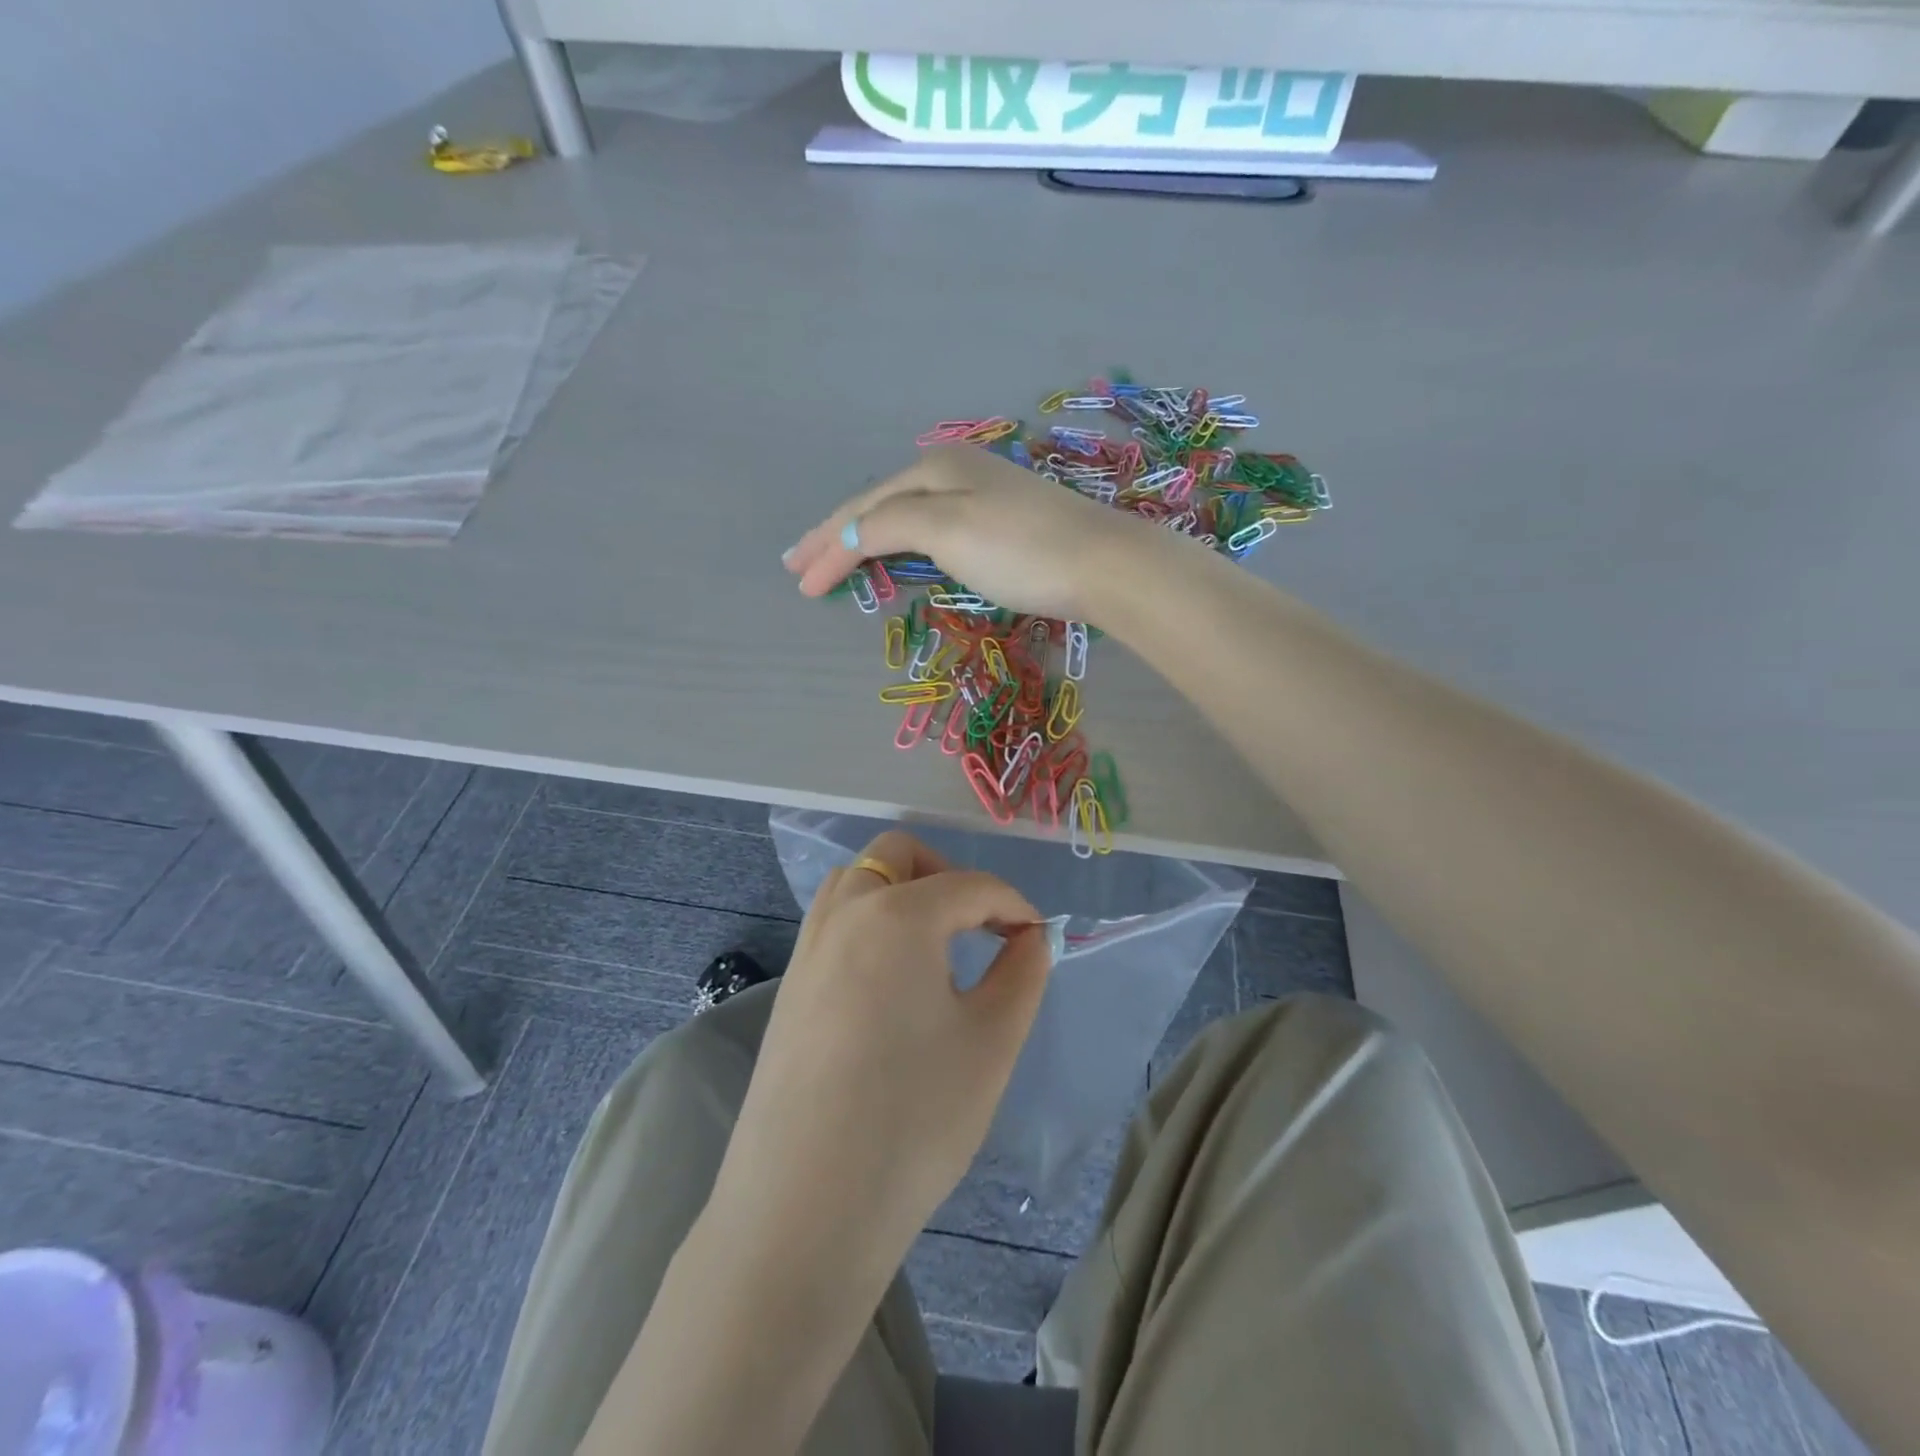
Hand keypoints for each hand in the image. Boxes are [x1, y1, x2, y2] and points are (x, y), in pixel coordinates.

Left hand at [706, 830, 1051, 1274]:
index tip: (1039, 940)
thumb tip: (1029, 939)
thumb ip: (1022, 974)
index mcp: (897, 914)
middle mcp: (845, 912)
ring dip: (902, 891)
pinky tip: (891, 981)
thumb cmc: (913, 1118)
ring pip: (858, 880)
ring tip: (936, 947)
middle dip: (949, 874)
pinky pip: (835, 921)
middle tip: (980, 927)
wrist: (804, 1208)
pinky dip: (871, 921)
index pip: (971, 885)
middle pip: (899, 854)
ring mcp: (807, 947)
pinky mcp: (788, 985)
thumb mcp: (991, 1042)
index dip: (1015, 906)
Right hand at [783, 444, 1153, 622]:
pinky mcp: (1004, 523)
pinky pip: (933, 529)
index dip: (828, 545)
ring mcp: (983, 495)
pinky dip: (903, 543)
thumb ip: (891, 525)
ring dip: (867, 538)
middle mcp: (955, 472)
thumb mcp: (947, 530)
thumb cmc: (1020, 549)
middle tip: (799, 565)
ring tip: (836, 559)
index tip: (799, 584)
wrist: (1104, 564)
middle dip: (838, 535)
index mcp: (935, 469)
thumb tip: (850, 534)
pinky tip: (900, 550)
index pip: (865, 511)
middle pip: (881, 505)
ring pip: (907, 516)